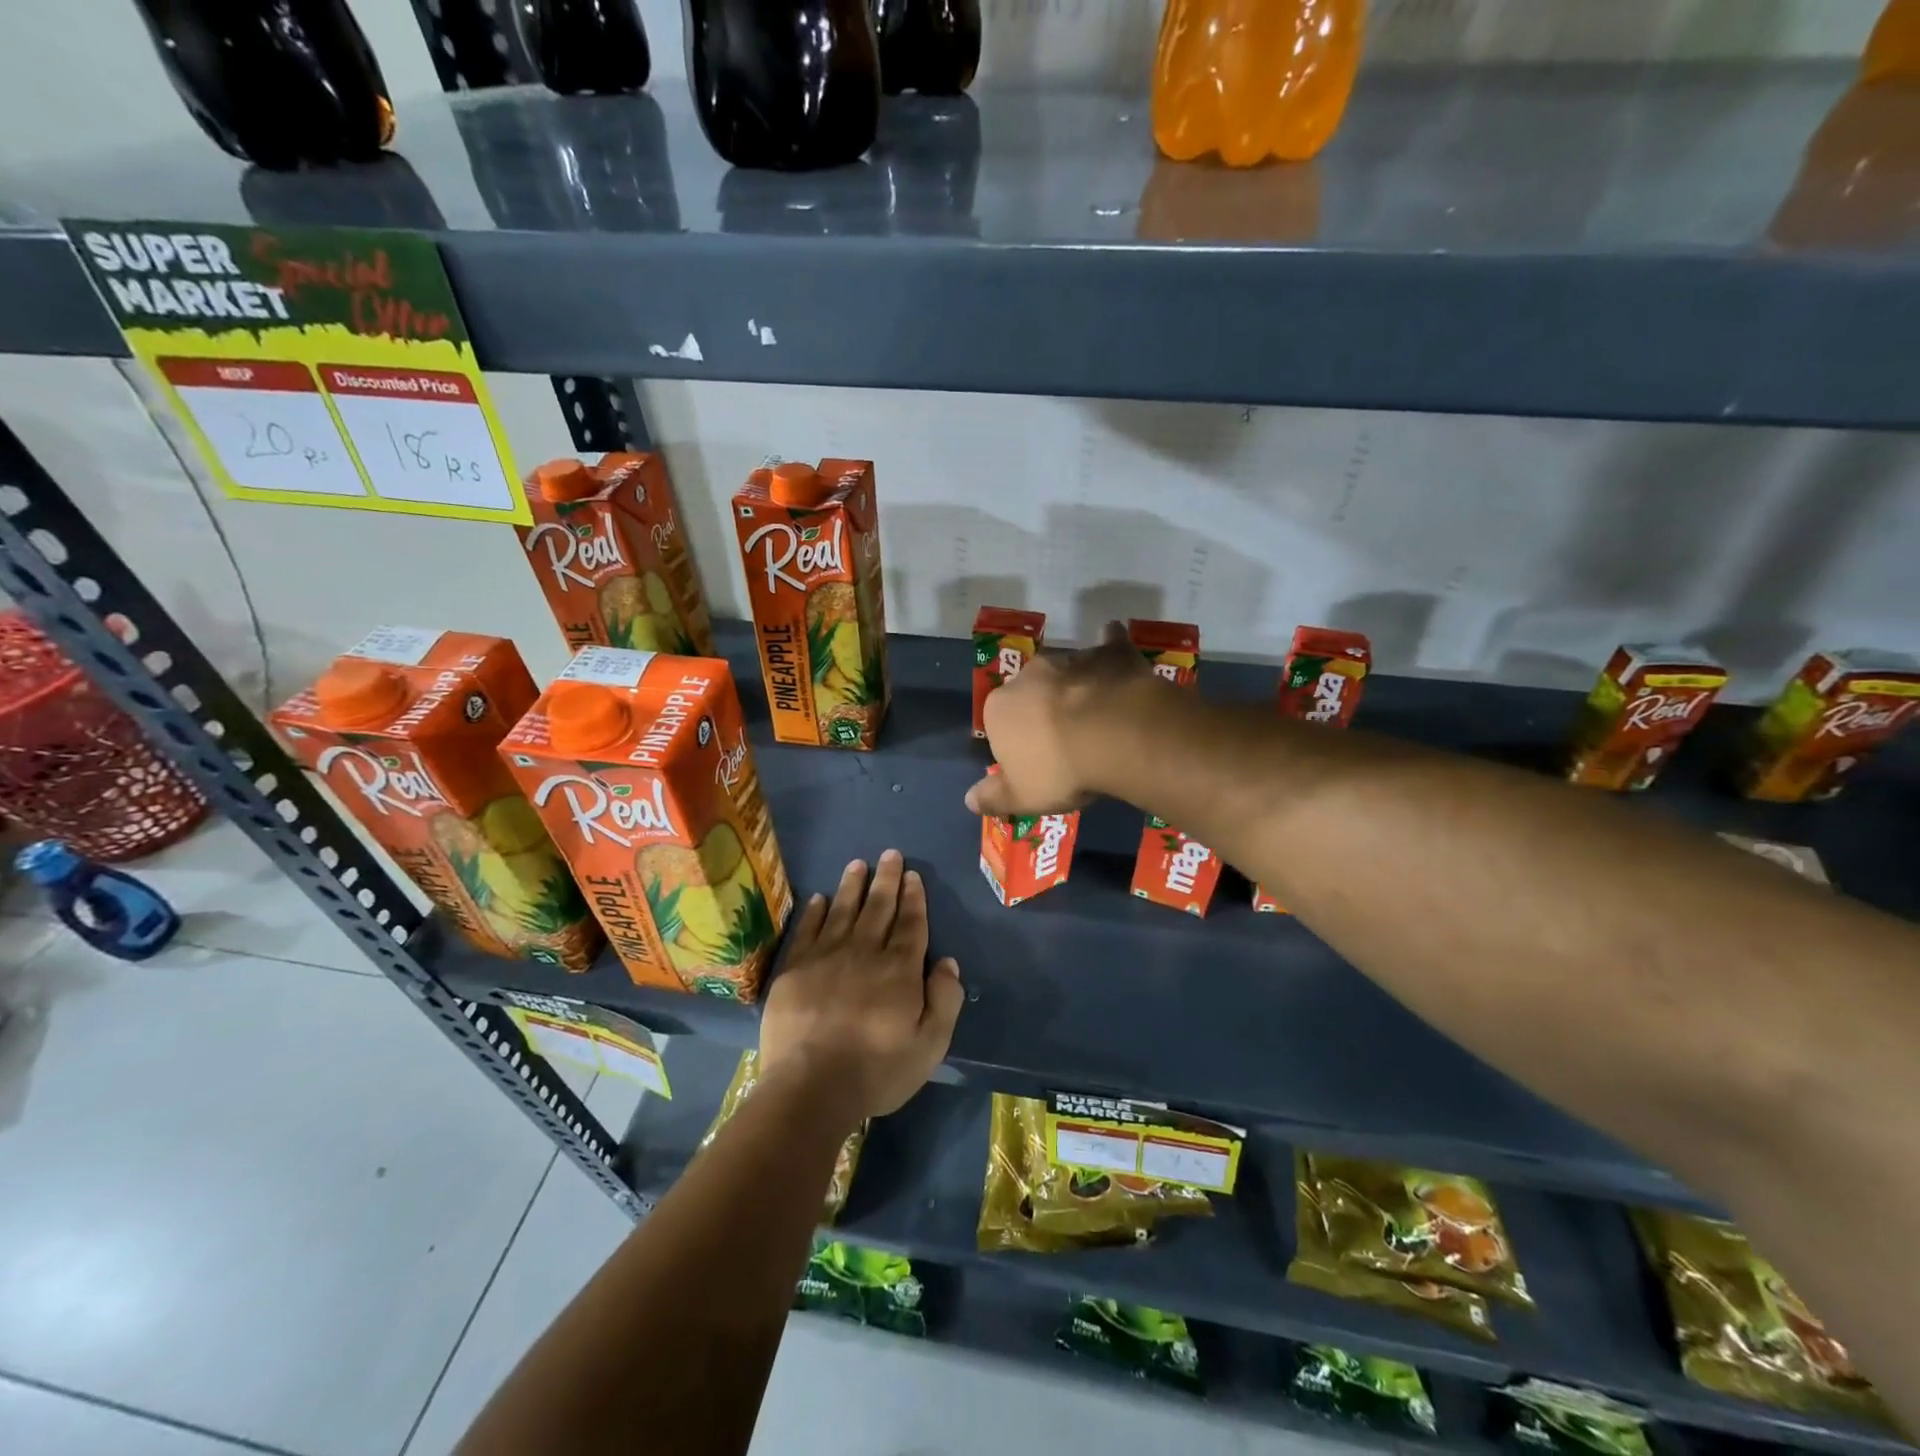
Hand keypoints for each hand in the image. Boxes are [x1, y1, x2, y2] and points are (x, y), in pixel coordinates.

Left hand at [758, 850, 963, 1121]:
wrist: (810, 1087)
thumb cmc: (876, 1070)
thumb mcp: (929, 1045)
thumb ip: (945, 1000)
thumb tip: (947, 962)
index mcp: (899, 969)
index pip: (910, 924)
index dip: (913, 898)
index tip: (913, 875)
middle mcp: (864, 952)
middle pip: (879, 908)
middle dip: (887, 880)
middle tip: (890, 854)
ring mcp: (826, 957)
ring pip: (843, 910)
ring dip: (853, 886)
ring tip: (858, 864)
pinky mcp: (795, 968)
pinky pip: (808, 929)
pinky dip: (816, 911)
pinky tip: (820, 898)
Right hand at [964, 620, 1151, 817]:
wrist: (1116, 734)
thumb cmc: (1061, 769)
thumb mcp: (1022, 796)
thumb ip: (994, 797)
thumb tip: (968, 799)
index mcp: (999, 708)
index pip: (999, 724)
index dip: (1018, 744)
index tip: (1038, 764)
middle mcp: (1028, 675)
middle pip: (1032, 693)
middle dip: (1043, 708)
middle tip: (1067, 739)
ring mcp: (1070, 658)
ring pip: (1068, 672)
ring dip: (1075, 687)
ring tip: (1098, 716)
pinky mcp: (1110, 652)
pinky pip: (1108, 646)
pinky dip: (1110, 653)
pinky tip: (1118, 663)